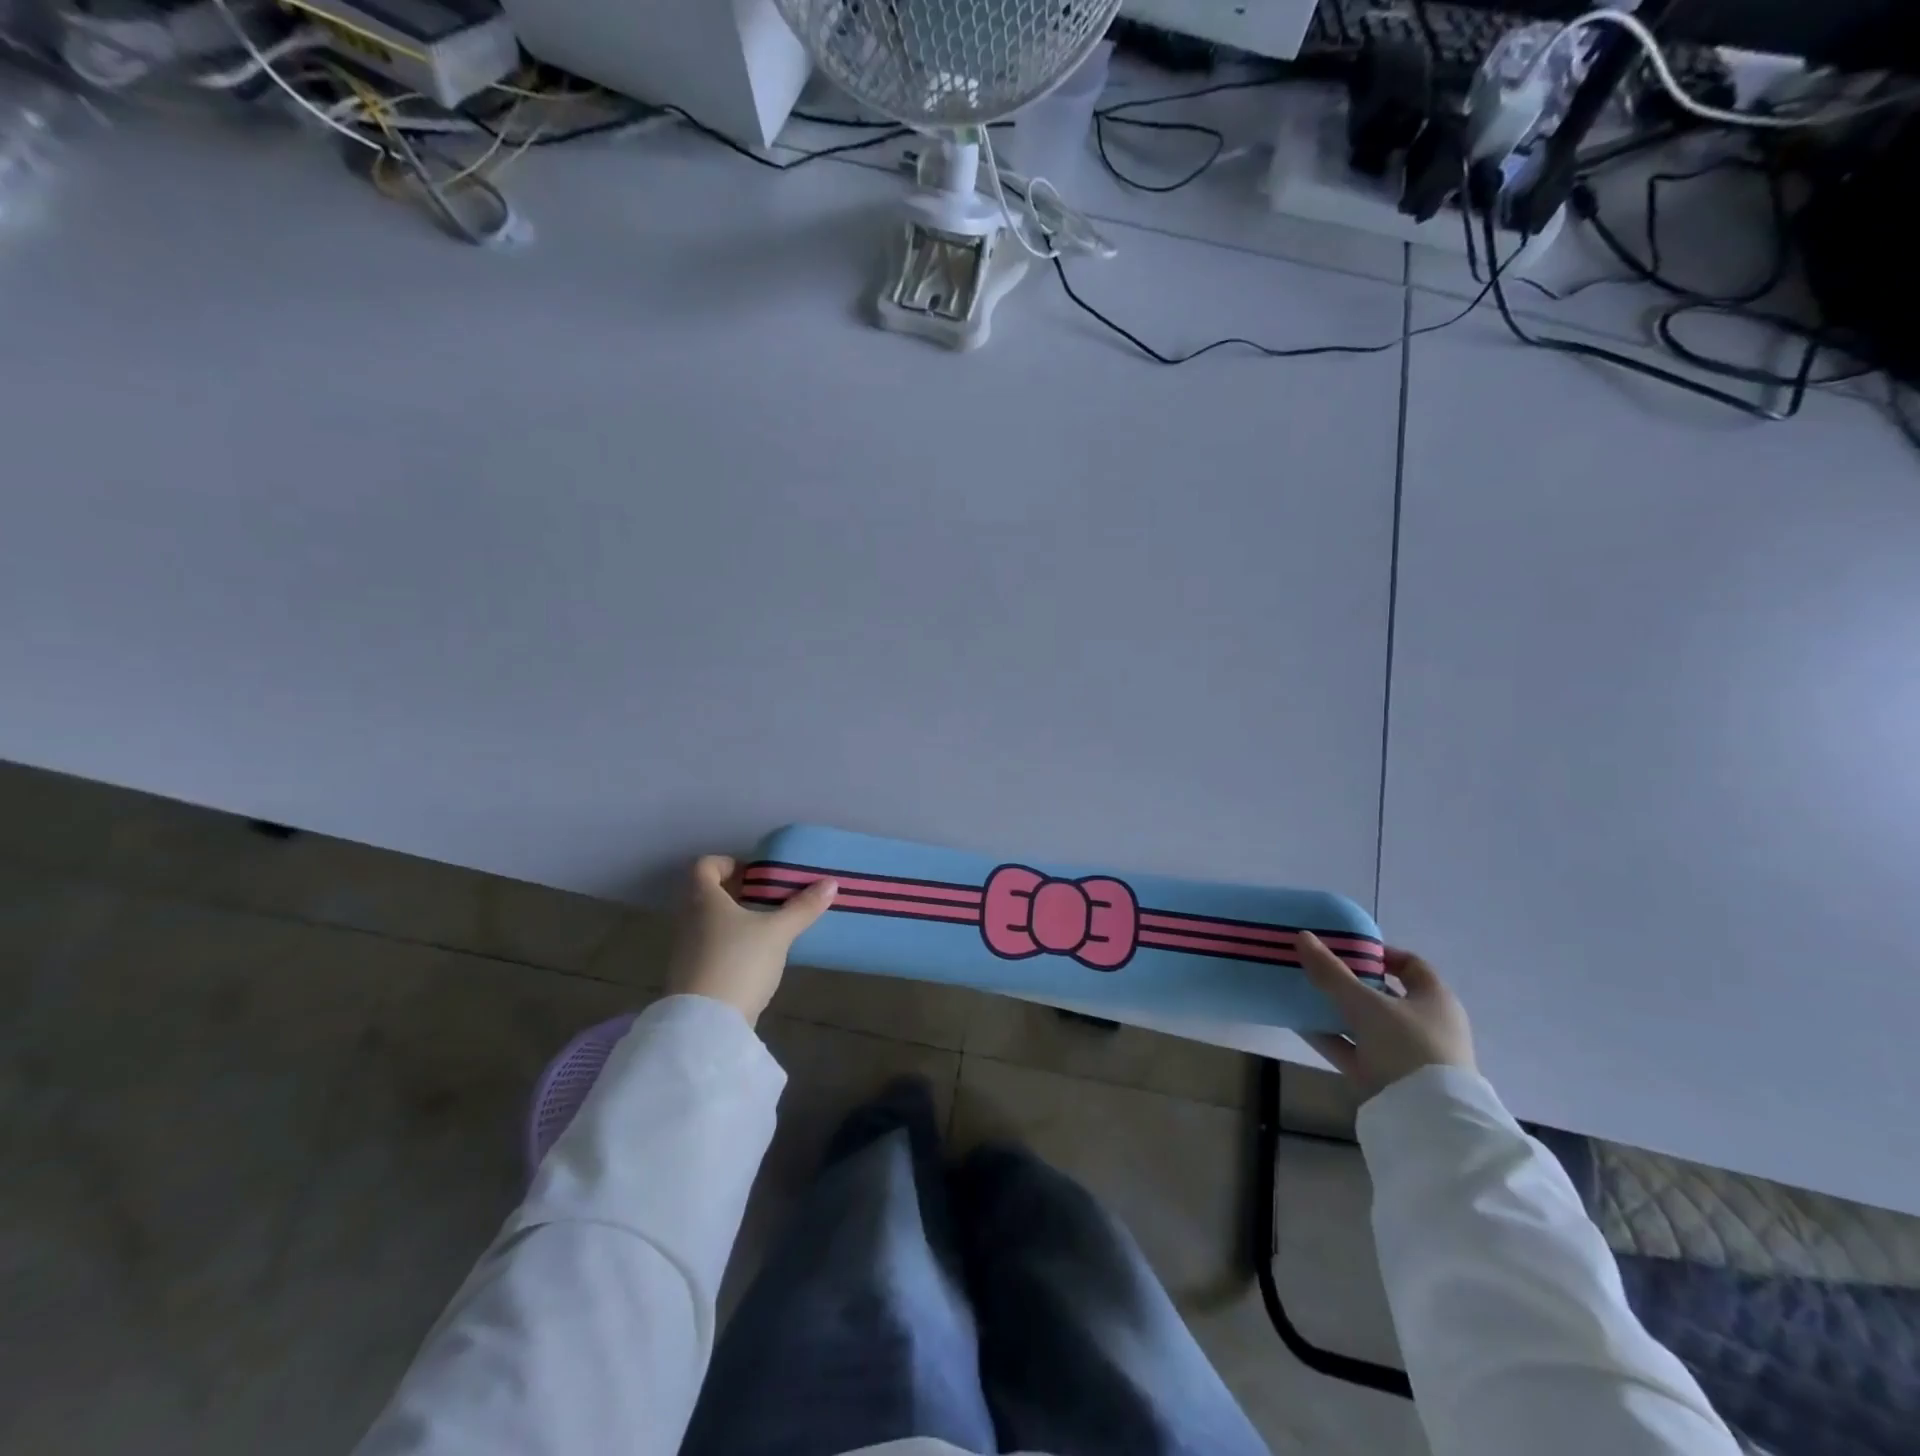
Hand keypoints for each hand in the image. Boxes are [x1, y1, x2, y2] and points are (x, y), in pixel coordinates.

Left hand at [664, 856, 836, 1026]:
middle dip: (736, 893)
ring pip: (708, 923)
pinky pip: (709, 948)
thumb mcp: (778, 932)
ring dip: (733, 920)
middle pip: (706, 894)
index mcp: (704, 900)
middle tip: (768, 898)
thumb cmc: (740, 962)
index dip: (728, 863)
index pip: (704, 866)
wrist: (706, 1024)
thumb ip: (803, 907)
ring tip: (767, 928)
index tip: (756, 874)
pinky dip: (728, 945)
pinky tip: (754, 958)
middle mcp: (688, 920)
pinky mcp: (690, 977)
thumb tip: (831, 883)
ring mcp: (685, 951)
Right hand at [1298, 934, 1475, 1096]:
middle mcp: (1425, 1024)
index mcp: (1435, 1000)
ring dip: (1335, 1010)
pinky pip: (1353, 1049)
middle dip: (1349, 981)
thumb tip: (1302, 936)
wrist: (1426, 1120)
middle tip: (1316, 968)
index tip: (1345, 947)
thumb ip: (1331, 972)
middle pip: (1383, 994)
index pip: (1410, 964)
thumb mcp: (1365, 1004)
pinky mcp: (1386, 1078)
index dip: (1379, 953)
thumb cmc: (1407, 1046)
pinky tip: (1299, 1024)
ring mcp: (1406, 1054)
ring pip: (1365, 1023)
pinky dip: (1330, 1037)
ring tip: (1301, 993)